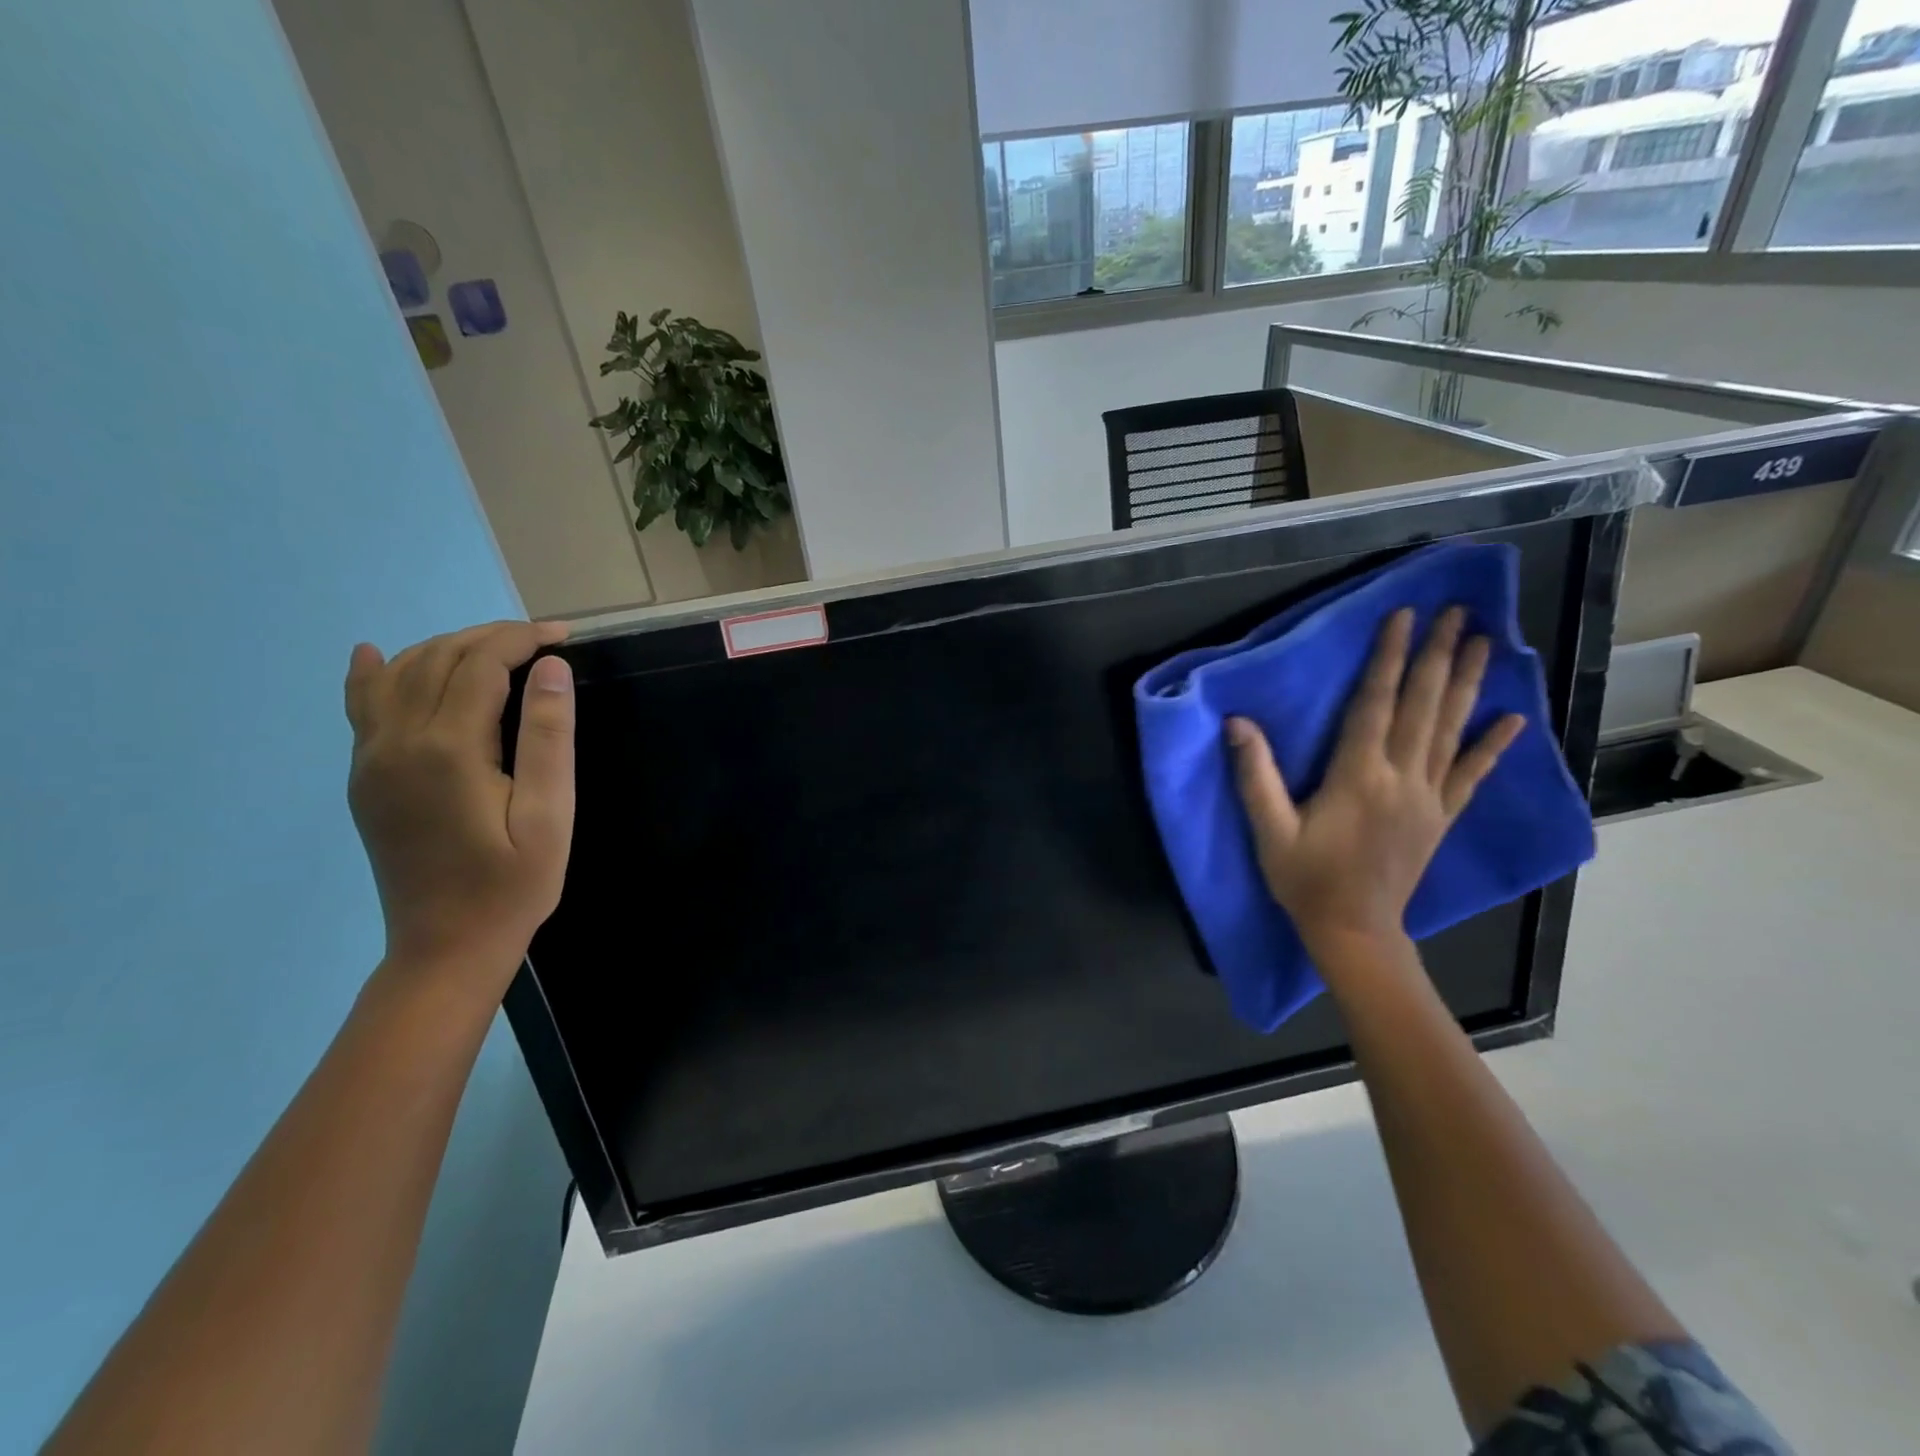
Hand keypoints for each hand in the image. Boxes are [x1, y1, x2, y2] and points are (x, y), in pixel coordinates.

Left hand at [344, 621, 575, 998]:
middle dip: (492, 637)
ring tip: (498, 649)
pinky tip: (373, 654)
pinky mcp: (365, 778)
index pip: (482, 663)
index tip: (564, 636)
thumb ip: (549, 738)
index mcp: (449, 749)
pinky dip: (373, 673)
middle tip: (544, 640)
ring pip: (401, 674)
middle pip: (440, 658)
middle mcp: (398, 742)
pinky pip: (362, 708)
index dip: (523, 639)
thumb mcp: (550, 816)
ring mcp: (372, 759)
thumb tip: (550, 668)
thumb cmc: (514, 884)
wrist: (446, 947)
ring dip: (448, 647)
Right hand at [1227, 606, 1523, 957]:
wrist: (1354, 931)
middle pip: (1423, 706)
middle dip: (1439, 656)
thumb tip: (1237, 722)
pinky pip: (1471, 775)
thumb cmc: (1305, 879)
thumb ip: (1255, 776)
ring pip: (1451, 730)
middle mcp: (1400, 778)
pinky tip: (1513, 719)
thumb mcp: (1269, 830)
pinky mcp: (1440, 817)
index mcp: (1357, 776)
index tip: (1404, 617)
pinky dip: (1492, 745)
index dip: (1389, 657)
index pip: (1375, 703)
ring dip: (1468, 684)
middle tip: (1460, 612)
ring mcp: (1428, 797)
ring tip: (1487, 643)